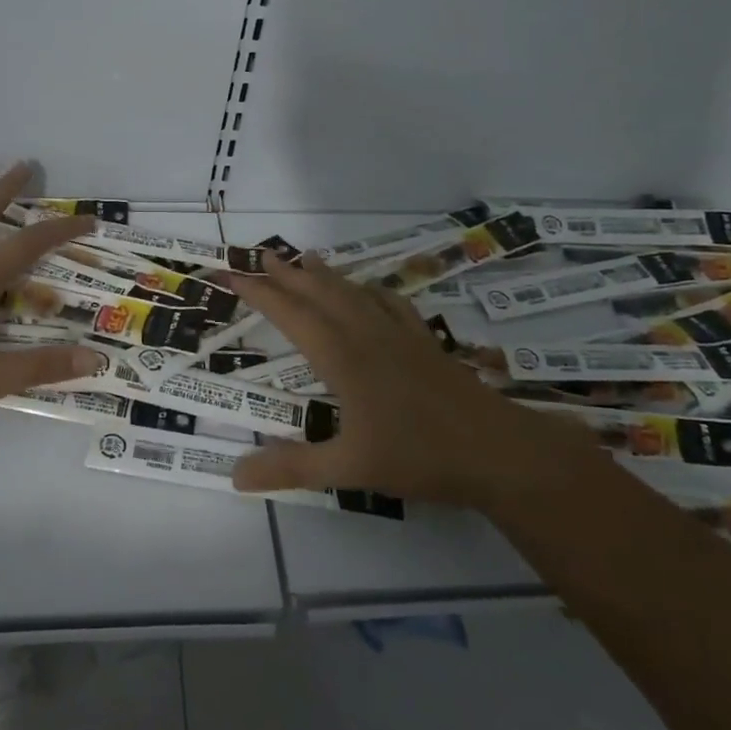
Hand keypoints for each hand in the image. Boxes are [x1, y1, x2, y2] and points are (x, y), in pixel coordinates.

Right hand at [223, 253, 597, 505]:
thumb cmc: (420, 456)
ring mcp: (400, 336)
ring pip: (354, 293)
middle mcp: (367, 336)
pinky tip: (370, 289)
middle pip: (321, 294)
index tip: (231, 275)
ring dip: (326, 275)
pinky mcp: (425, 343)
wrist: (498, 451)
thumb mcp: (349, 469)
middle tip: (262, 255)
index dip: (259, 294)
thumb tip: (234, 474)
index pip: (292, 316)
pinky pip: (391, 304)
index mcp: (344, 358)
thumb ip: (292, 468)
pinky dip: (370, 290)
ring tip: (307, 258)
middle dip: (288, 274)